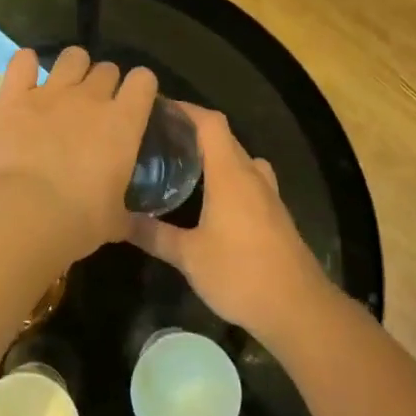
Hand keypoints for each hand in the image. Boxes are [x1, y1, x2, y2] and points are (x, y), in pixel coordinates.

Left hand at [0, 46, 158, 269]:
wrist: (26, 214)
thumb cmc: (79, 221)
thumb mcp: (116, 221)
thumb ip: (130, 215)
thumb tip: (141, 226)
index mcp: (123, 123)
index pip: (143, 81)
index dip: (141, 87)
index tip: (135, 102)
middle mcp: (91, 98)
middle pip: (107, 69)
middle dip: (105, 82)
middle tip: (94, 106)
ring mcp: (51, 92)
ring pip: (72, 57)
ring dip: (72, 67)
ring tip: (64, 86)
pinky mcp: (14, 96)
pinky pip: (22, 61)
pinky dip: (25, 64)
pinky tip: (25, 76)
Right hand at [130, 106, 328, 343]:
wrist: (297, 308)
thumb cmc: (240, 273)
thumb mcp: (188, 256)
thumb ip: (154, 234)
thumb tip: (117, 220)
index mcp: (230, 174)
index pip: (210, 123)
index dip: (186, 109)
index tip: (158, 108)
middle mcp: (252, 176)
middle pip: (225, 138)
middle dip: (194, 131)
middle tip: (160, 138)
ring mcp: (268, 195)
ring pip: (240, 160)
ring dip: (215, 155)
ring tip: (184, 165)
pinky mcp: (275, 215)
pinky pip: (249, 181)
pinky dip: (228, 177)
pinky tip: (210, 199)